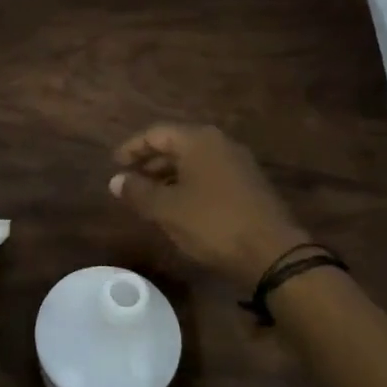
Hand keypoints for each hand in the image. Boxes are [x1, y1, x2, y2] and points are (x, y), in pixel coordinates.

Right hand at [110, 123, 311, 282]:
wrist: (271, 253)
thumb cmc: (212, 223)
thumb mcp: (166, 209)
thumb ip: (138, 192)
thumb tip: (115, 180)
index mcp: (198, 140)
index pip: (156, 133)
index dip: (132, 148)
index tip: (114, 164)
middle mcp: (220, 144)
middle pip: (176, 145)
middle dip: (150, 162)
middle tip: (129, 181)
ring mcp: (238, 164)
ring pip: (194, 162)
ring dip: (168, 176)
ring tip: (149, 197)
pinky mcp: (248, 185)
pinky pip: (209, 176)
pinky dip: (188, 185)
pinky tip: (178, 207)